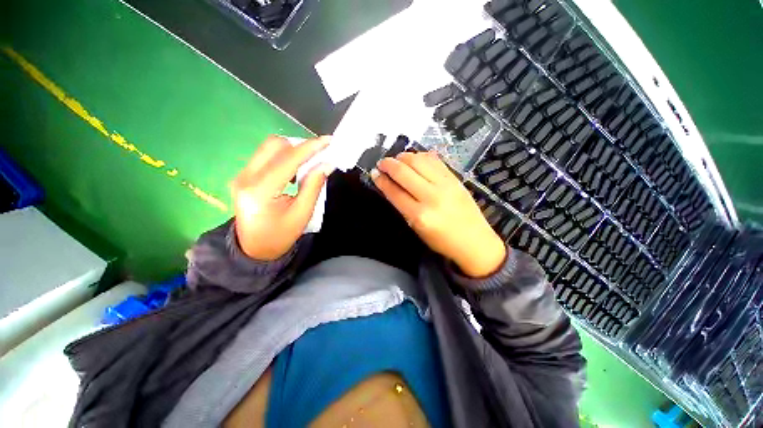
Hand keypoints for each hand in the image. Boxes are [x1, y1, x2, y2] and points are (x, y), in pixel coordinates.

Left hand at [232, 136, 332, 260]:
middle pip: (274, 145)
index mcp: (261, 190)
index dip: (310, 147)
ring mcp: (242, 175)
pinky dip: (284, 157)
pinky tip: (294, 171)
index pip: (288, 159)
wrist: (254, 249)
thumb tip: (326, 164)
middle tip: (319, 154)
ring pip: (269, 148)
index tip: (328, 141)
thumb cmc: (280, 235)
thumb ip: (314, 186)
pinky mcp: (244, 175)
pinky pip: (266, 156)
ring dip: (292, 150)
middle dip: (300, 145)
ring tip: (308, 164)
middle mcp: (247, 177)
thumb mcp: (302, 214)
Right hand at [371, 151, 506, 277]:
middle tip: (382, 163)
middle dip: (388, 164)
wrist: (475, 242)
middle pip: (404, 172)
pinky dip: (421, 156)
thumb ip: (403, 206)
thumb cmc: (442, 241)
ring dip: (403, 157)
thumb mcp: (417, 229)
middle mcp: (431, 197)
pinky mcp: (455, 178)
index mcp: (419, 215)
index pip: (395, 192)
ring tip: (397, 159)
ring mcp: (445, 185)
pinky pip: (434, 160)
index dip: (382, 181)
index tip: (375, 173)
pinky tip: (415, 159)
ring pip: (418, 161)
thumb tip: (390, 187)